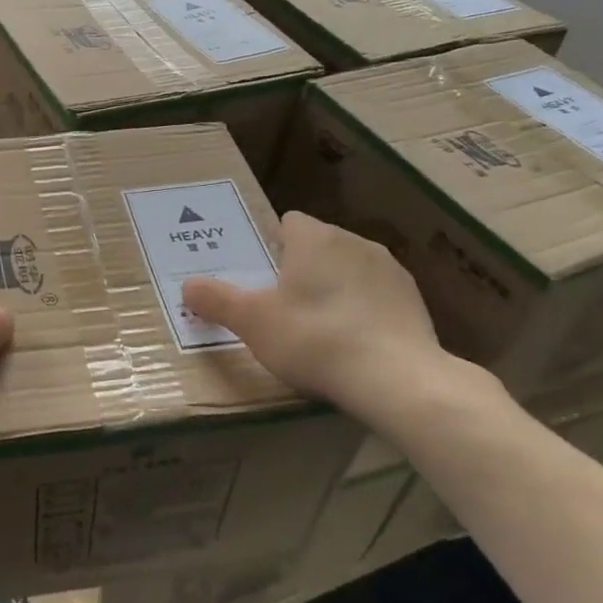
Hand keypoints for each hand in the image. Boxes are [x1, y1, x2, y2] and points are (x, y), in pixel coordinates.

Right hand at [181, 212, 507, 437]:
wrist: (397, 379)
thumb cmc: (314, 338)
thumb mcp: (252, 322)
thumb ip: (216, 300)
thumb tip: (187, 286)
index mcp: (315, 238)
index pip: (288, 223)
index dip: (271, 246)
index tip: (261, 277)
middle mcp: (354, 242)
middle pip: (318, 246)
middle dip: (301, 269)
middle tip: (281, 307)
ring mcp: (390, 270)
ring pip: (349, 269)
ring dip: (335, 288)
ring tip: (319, 329)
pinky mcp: (415, 301)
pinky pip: (377, 296)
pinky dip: (364, 311)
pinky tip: (355, 344)